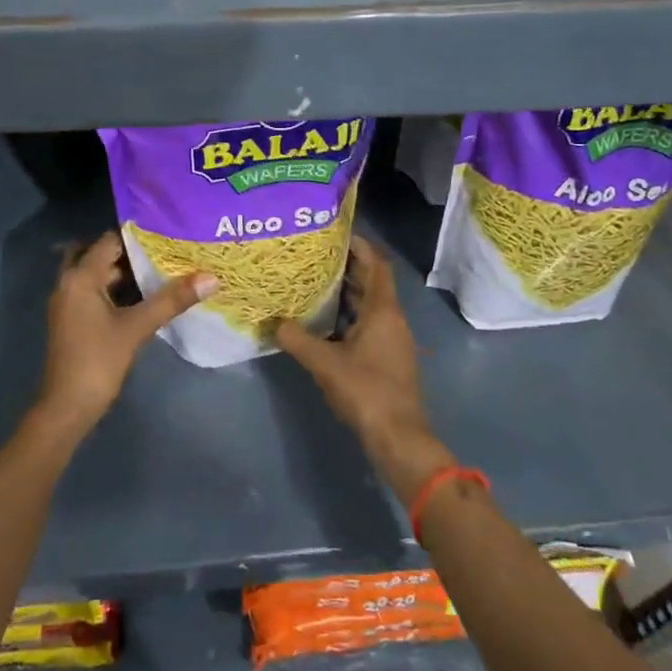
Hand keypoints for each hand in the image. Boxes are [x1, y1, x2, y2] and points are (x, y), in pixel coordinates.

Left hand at [38, 232, 216, 435]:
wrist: (67, 407)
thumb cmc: (98, 361)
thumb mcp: (137, 328)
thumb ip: (172, 300)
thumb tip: (211, 277)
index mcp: (80, 277)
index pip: (109, 240)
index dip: (137, 235)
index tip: (166, 231)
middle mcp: (69, 283)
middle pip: (100, 255)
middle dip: (130, 252)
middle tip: (165, 249)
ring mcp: (69, 302)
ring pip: (97, 275)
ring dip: (123, 272)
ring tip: (161, 268)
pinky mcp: (74, 320)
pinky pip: (95, 292)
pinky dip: (116, 290)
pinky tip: (144, 296)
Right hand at [277, 237, 453, 503]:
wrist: (399, 437)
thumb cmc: (366, 390)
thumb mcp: (324, 362)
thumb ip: (296, 339)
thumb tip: (272, 322)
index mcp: (383, 311)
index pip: (376, 265)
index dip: (360, 246)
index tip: (335, 233)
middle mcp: (392, 320)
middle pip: (372, 283)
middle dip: (347, 268)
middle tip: (314, 256)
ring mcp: (392, 341)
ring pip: (369, 306)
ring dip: (346, 293)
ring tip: (314, 283)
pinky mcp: (387, 359)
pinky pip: (367, 325)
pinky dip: (348, 317)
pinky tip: (323, 322)